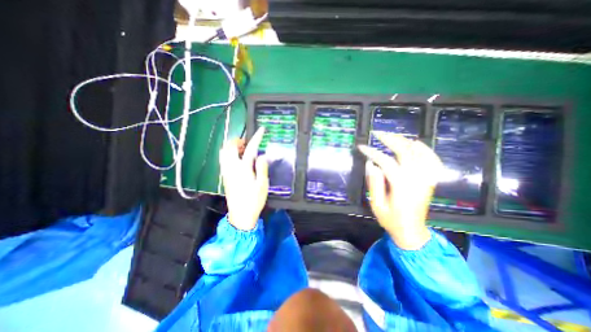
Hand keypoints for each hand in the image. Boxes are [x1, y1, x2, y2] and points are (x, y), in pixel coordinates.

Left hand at [220, 127, 269, 230]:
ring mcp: (226, 172)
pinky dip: (229, 154)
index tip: (261, 130)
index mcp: (243, 169)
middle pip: (230, 147)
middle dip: (238, 141)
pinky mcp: (224, 177)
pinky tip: (237, 159)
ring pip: (224, 153)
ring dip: (232, 147)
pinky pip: (223, 159)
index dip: (256, 138)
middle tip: (248, 143)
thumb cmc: (254, 200)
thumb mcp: (263, 185)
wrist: (241, 215)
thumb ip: (262, 168)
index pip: (250, 149)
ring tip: (243, 150)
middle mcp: (232, 168)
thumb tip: (261, 156)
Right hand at [356, 133, 443, 249]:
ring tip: (391, 136)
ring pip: (420, 152)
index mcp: (402, 186)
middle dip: (390, 139)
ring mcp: (427, 178)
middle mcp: (417, 179)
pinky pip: (433, 160)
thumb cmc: (391, 220)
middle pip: (405, 151)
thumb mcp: (377, 205)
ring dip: (405, 141)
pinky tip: (416, 143)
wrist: (412, 232)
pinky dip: (425, 149)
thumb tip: (371, 164)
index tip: (362, 147)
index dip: (372, 152)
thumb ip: (374, 183)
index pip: (386, 162)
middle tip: (377, 134)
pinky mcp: (430, 180)